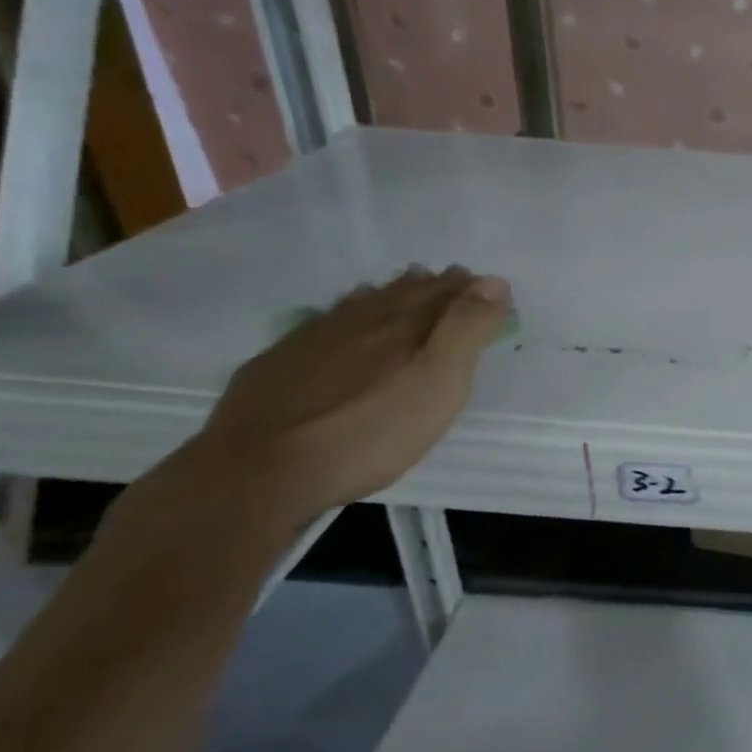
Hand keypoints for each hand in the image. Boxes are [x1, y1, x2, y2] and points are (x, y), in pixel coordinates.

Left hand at [191, 265, 511, 526]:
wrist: (258, 473)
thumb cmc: (369, 433)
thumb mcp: (438, 385)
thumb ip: (466, 331)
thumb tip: (493, 281)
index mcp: (405, 327)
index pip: (446, 295)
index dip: (470, 288)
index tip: (489, 284)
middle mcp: (362, 321)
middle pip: (404, 293)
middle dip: (433, 285)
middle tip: (451, 278)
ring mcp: (315, 339)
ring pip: (362, 304)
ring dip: (390, 293)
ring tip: (405, 286)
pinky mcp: (278, 363)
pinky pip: (323, 322)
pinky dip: (346, 312)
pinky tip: (341, 321)